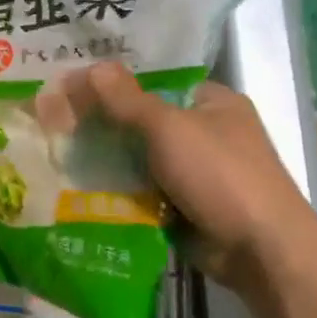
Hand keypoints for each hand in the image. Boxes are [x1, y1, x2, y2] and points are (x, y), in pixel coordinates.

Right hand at [69, 63, 316, 291]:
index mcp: (212, 102)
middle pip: (143, 121)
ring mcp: (196, 172)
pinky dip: (119, 191)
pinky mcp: (185, 205)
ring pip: (140, 158)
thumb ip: (126, 100)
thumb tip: (91, 66)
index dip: (113, 86)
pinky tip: (82, 187)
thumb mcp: (168, 128)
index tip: (72, 91)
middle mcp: (206, 132)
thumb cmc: (220, 175)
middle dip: (105, 125)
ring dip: (108, 162)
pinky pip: (143, 190)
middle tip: (57, 124)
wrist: (259, 250)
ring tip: (59, 155)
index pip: (154, 84)